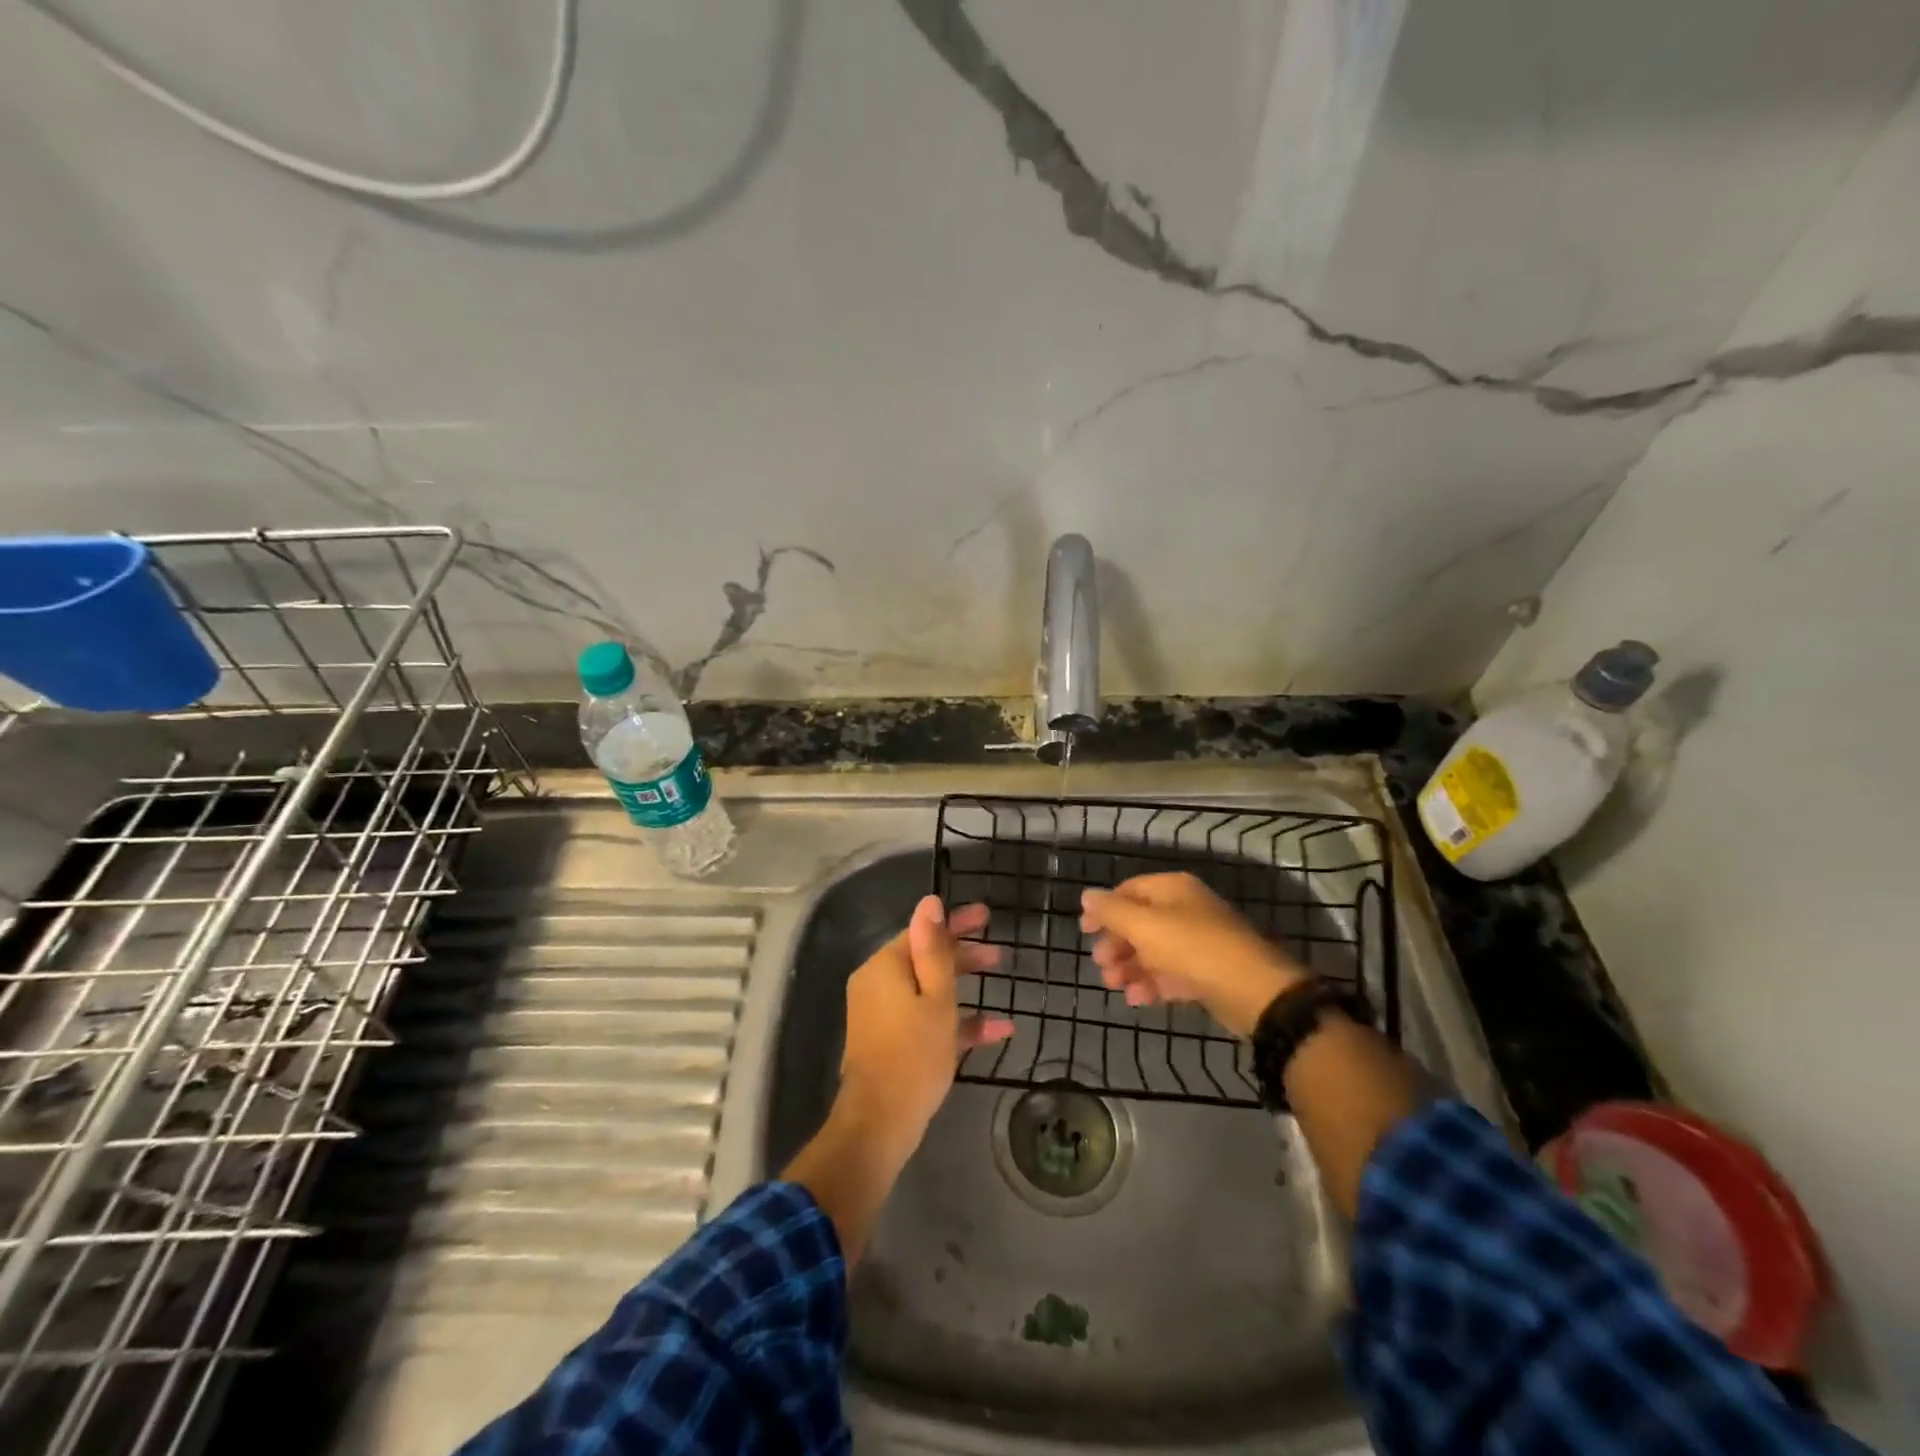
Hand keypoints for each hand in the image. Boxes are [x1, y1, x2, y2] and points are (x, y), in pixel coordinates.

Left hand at [837, 896, 1014, 1158]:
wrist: (880, 1122)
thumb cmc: (914, 1053)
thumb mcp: (936, 998)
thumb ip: (935, 950)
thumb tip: (930, 902)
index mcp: (885, 966)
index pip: (923, 932)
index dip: (956, 923)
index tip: (986, 916)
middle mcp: (879, 983)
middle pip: (925, 958)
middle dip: (964, 954)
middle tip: (999, 952)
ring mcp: (884, 1013)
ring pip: (928, 988)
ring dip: (964, 985)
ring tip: (1001, 978)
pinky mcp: (891, 1040)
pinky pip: (925, 1018)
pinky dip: (955, 1020)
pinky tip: (997, 1029)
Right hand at [1080, 873, 1306, 1035]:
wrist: (1254, 991)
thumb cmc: (1192, 948)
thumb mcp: (1144, 926)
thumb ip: (1112, 911)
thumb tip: (1087, 896)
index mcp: (1173, 889)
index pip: (1129, 890)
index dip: (1104, 908)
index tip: (1084, 931)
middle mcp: (1186, 910)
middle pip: (1141, 922)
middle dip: (1117, 943)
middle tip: (1100, 964)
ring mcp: (1199, 942)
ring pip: (1155, 951)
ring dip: (1131, 967)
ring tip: (1114, 986)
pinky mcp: (1208, 973)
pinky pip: (1172, 974)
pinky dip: (1153, 984)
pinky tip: (1137, 999)